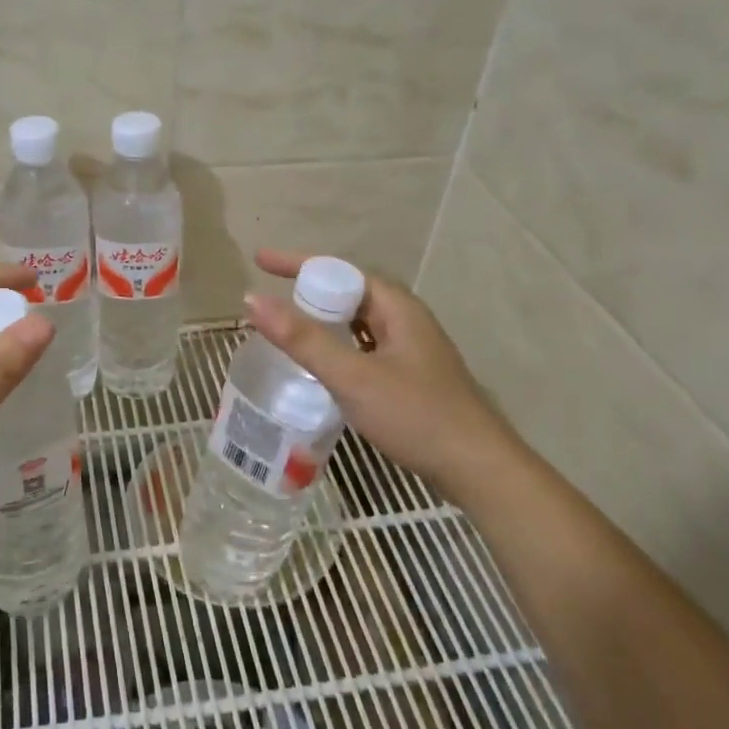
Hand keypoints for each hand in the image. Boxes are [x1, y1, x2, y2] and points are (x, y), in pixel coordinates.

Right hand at [244, 249, 511, 493]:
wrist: (476, 468)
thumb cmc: (416, 415)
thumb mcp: (354, 376)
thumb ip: (303, 340)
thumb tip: (252, 300)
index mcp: (396, 307)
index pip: (339, 271)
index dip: (297, 263)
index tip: (259, 261)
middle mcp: (405, 320)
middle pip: (348, 293)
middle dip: (307, 291)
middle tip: (268, 301)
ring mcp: (409, 350)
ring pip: (355, 323)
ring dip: (320, 321)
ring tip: (285, 328)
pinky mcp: (408, 377)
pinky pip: (361, 348)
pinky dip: (334, 346)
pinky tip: (319, 366)